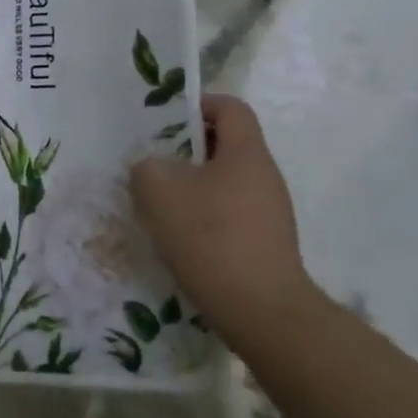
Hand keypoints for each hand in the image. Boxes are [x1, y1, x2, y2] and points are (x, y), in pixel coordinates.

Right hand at [130, 94, 313, 343]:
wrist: (262, 312)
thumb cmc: (211, 238)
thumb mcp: (158, 192)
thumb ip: (146, 168)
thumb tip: (152, 169)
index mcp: (246, 153)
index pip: (230, 107)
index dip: (198, 105)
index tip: (166, 123)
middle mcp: (265, 176)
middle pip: (226, 145)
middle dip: (187, 151)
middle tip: (154, 165)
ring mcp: (271, 212)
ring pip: (226, 182)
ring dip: (194, 187)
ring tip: (161, 206)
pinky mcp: (267, 243)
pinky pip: (231, 214)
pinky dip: (206, 217)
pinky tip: (181, 239)